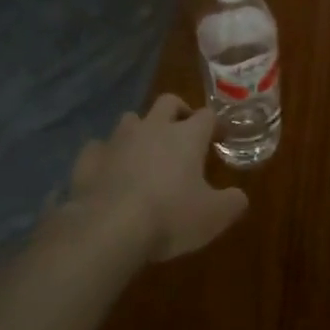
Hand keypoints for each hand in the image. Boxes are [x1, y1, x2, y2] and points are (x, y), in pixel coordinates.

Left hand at [69, 95, 248, 261]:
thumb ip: (232, 203)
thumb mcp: (213, 217)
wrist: (108, 227)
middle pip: (168, 102)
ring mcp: (117, 139)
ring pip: (131, 119)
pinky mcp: (89, 157)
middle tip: (183, 131)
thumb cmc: (169, 217)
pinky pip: (99, 147)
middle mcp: (152, 128)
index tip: (220, 137)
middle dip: (178, 111)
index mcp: (186, 136)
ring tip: (145, 152)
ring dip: (140, 130)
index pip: (206, 116)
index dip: (215, 124)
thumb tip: (239, 197)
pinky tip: (109, 172)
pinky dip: (107, 156)